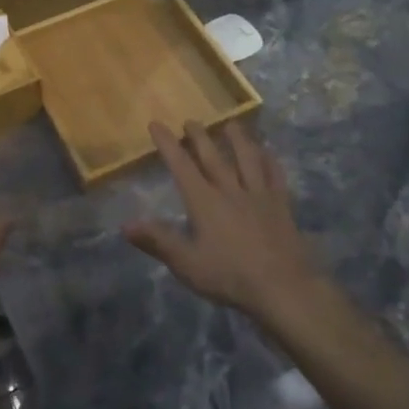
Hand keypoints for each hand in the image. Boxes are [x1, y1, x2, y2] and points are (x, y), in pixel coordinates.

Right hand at [124, 121, 327, 326]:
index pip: (181, 166)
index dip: (167, 143)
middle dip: (199, 136)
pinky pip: (275, 177)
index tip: (156, 124)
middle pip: (213, 157)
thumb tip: (125, 225)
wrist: (283, 288)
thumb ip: (157, 241)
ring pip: (247, 159)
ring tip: (231, 123)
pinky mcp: (281, 206)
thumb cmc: (229, 277)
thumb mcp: (186, 264)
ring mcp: (259, 196)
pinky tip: (268, 153)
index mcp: (204, 201)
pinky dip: (270, 161)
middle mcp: (230, 191)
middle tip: (191, 120)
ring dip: (238, 139)